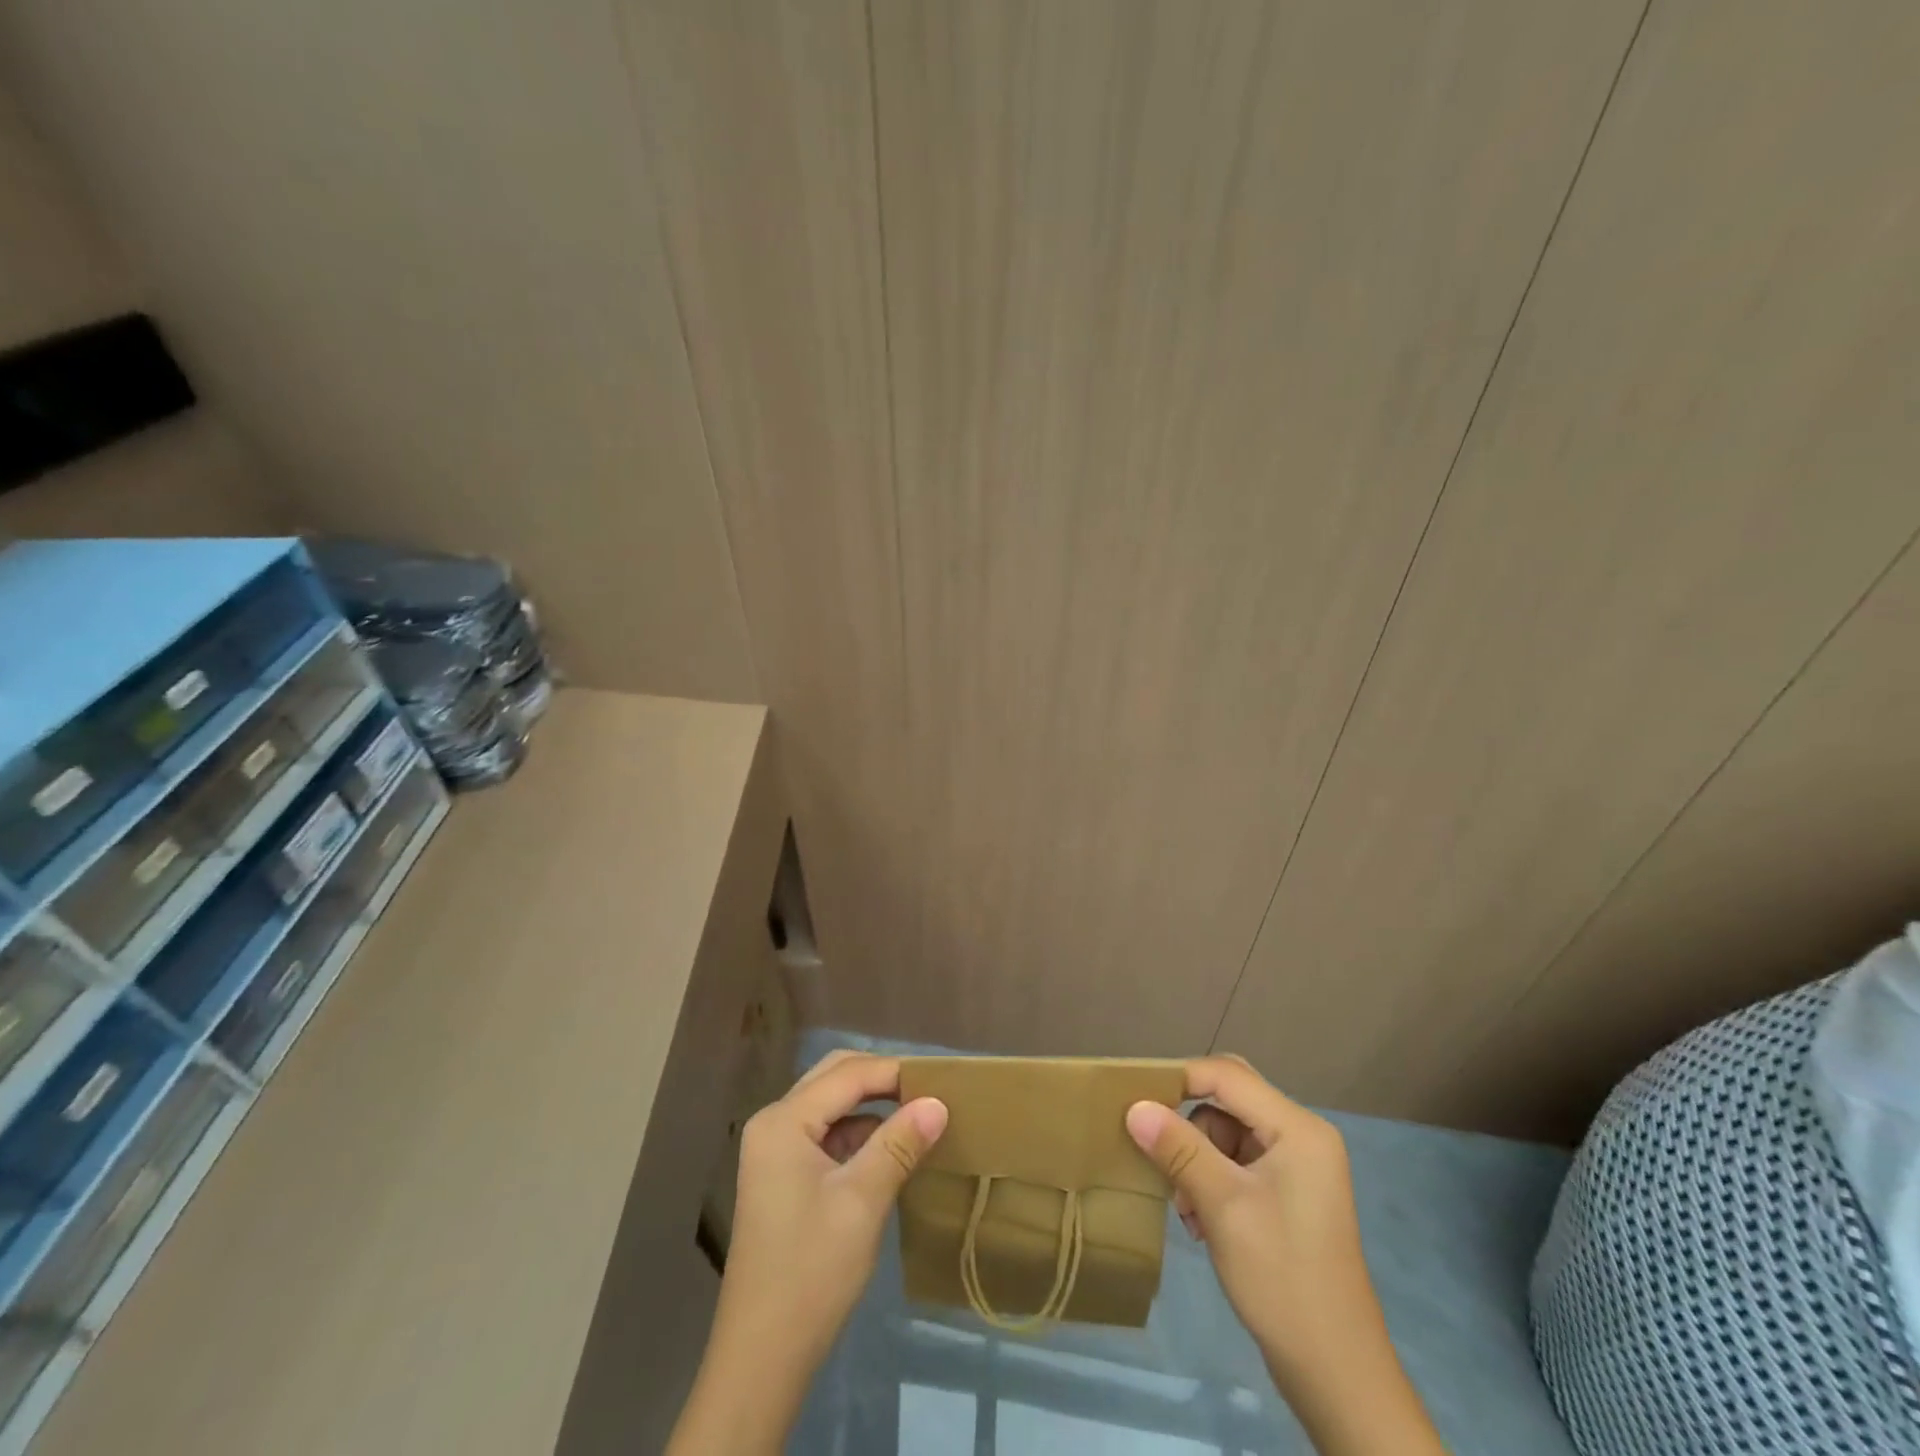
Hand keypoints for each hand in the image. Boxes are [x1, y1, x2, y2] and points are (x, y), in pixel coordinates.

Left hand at [668, 1051, 947, 1453]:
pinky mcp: (783, 1176)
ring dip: (872, 1106)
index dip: (895, 1072)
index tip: (942, 1080)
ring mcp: (775, 1150)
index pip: (847, 1074)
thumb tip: (938, 1103)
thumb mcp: (862, 1202)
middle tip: (929, 1090)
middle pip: (834, 1078)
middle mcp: (774, 1123)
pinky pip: (826, 1134)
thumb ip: (899, 1144)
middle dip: (881, 1079)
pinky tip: (891, 1148)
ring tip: (918, 1114)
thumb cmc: (811, 1272)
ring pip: (831, 1105)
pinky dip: (858, 1133)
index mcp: (784, 1120)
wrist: (761, 1359)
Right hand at [1126, 1056, 1445, 1455]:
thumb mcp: (1223, 1206)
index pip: (1226, 1076)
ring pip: (1227, 1131)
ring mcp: (1297, 1166)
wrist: (1335, 1374)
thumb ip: (1178, 1148)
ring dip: (1196, 1158)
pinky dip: (1211, 1179)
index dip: (1178, 1079)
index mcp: (1298, 1128)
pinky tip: (1200, 1219)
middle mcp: (1301, 1135)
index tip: (1134, 1099)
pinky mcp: (1287, 1194)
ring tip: (1185, 1207)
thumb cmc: (1281, 1278)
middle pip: (1228, 1099)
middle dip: (1189, 1123)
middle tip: (1156, 1148)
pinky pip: (1236, 1161)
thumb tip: (1134, 1106)